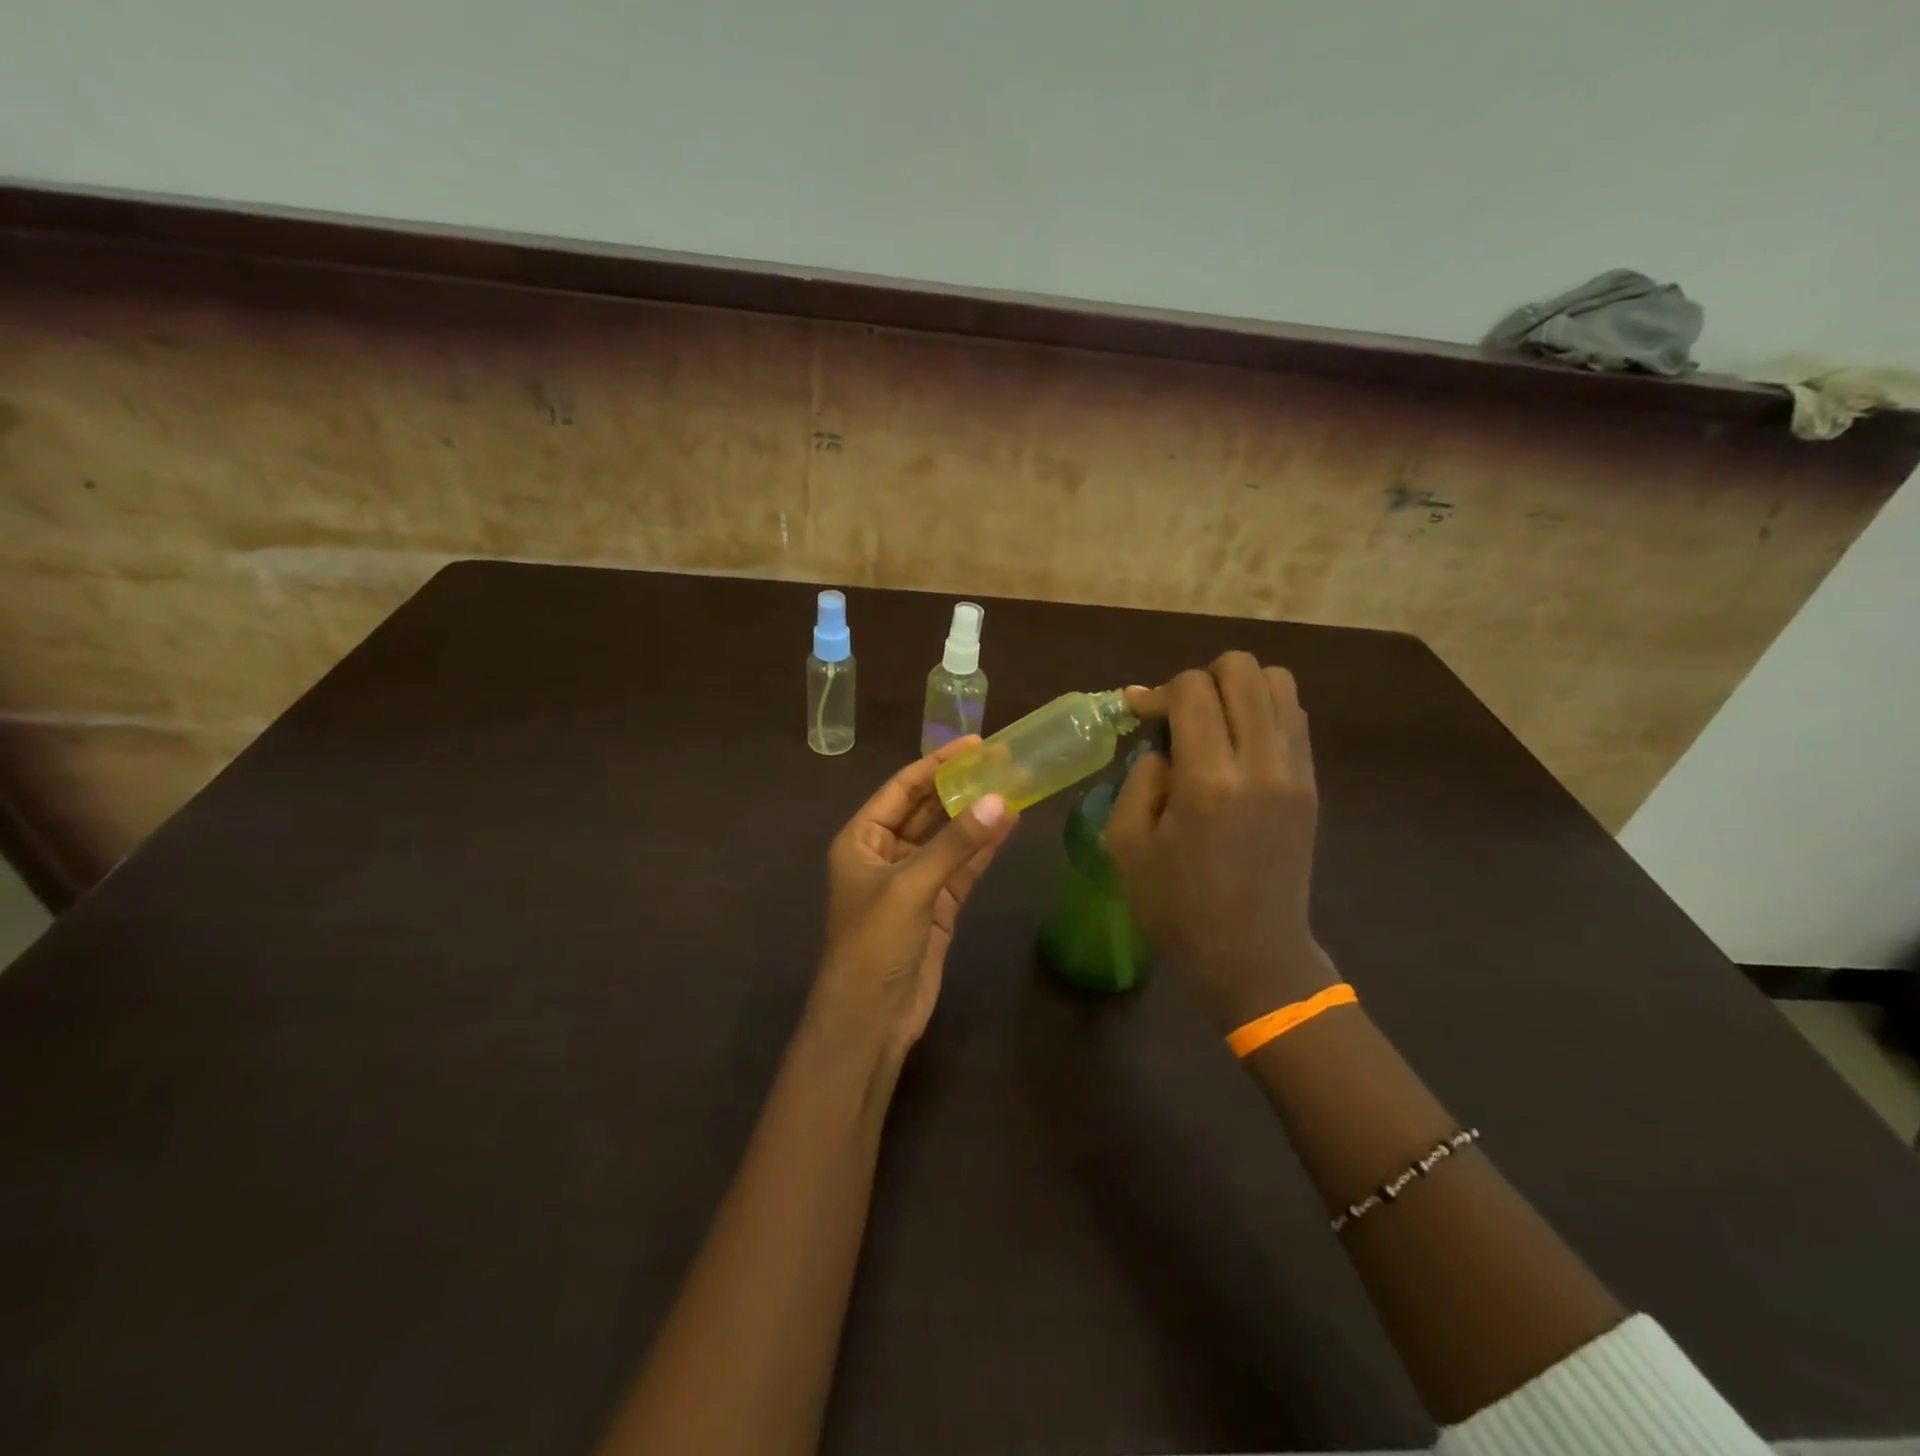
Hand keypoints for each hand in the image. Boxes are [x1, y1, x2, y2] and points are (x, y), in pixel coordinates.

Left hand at [809, 738, 1020, 1063]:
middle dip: (960, 787)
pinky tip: (1009, 824)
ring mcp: (914, 881)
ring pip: (949, 839)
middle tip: (1001, 760)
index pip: (901, 789)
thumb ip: (955, 844)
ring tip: (1013, 785)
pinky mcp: (937, 906)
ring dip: (976, 816)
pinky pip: (962, 868)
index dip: (936, 764)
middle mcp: (885, 854)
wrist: (872, 1019)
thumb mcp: (911, 887)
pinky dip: (983, 849)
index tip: (974, 743)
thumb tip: (999, 801)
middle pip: (926, 810)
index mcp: (861, 840)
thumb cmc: (874, 943)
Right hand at [1108, 653, 1337, 1030]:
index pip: (1192, 689)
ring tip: (1212, 724)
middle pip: (1242, 669)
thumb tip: (1163, 747)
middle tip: (1177, 716)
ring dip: (1238, 689)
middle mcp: (1261, 764)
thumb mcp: (1126, 845)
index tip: (1139, 713)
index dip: (1158, 690)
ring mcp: (1295, 772)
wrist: (1252, 953)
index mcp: (1209, 781)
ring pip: (1278, 683)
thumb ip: (1139, 780)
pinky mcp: (1311, 785)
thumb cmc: (1176, 906)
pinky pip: (1294, 717)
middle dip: (1201, 678)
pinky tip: (1237, 745)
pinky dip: (1263, 711)